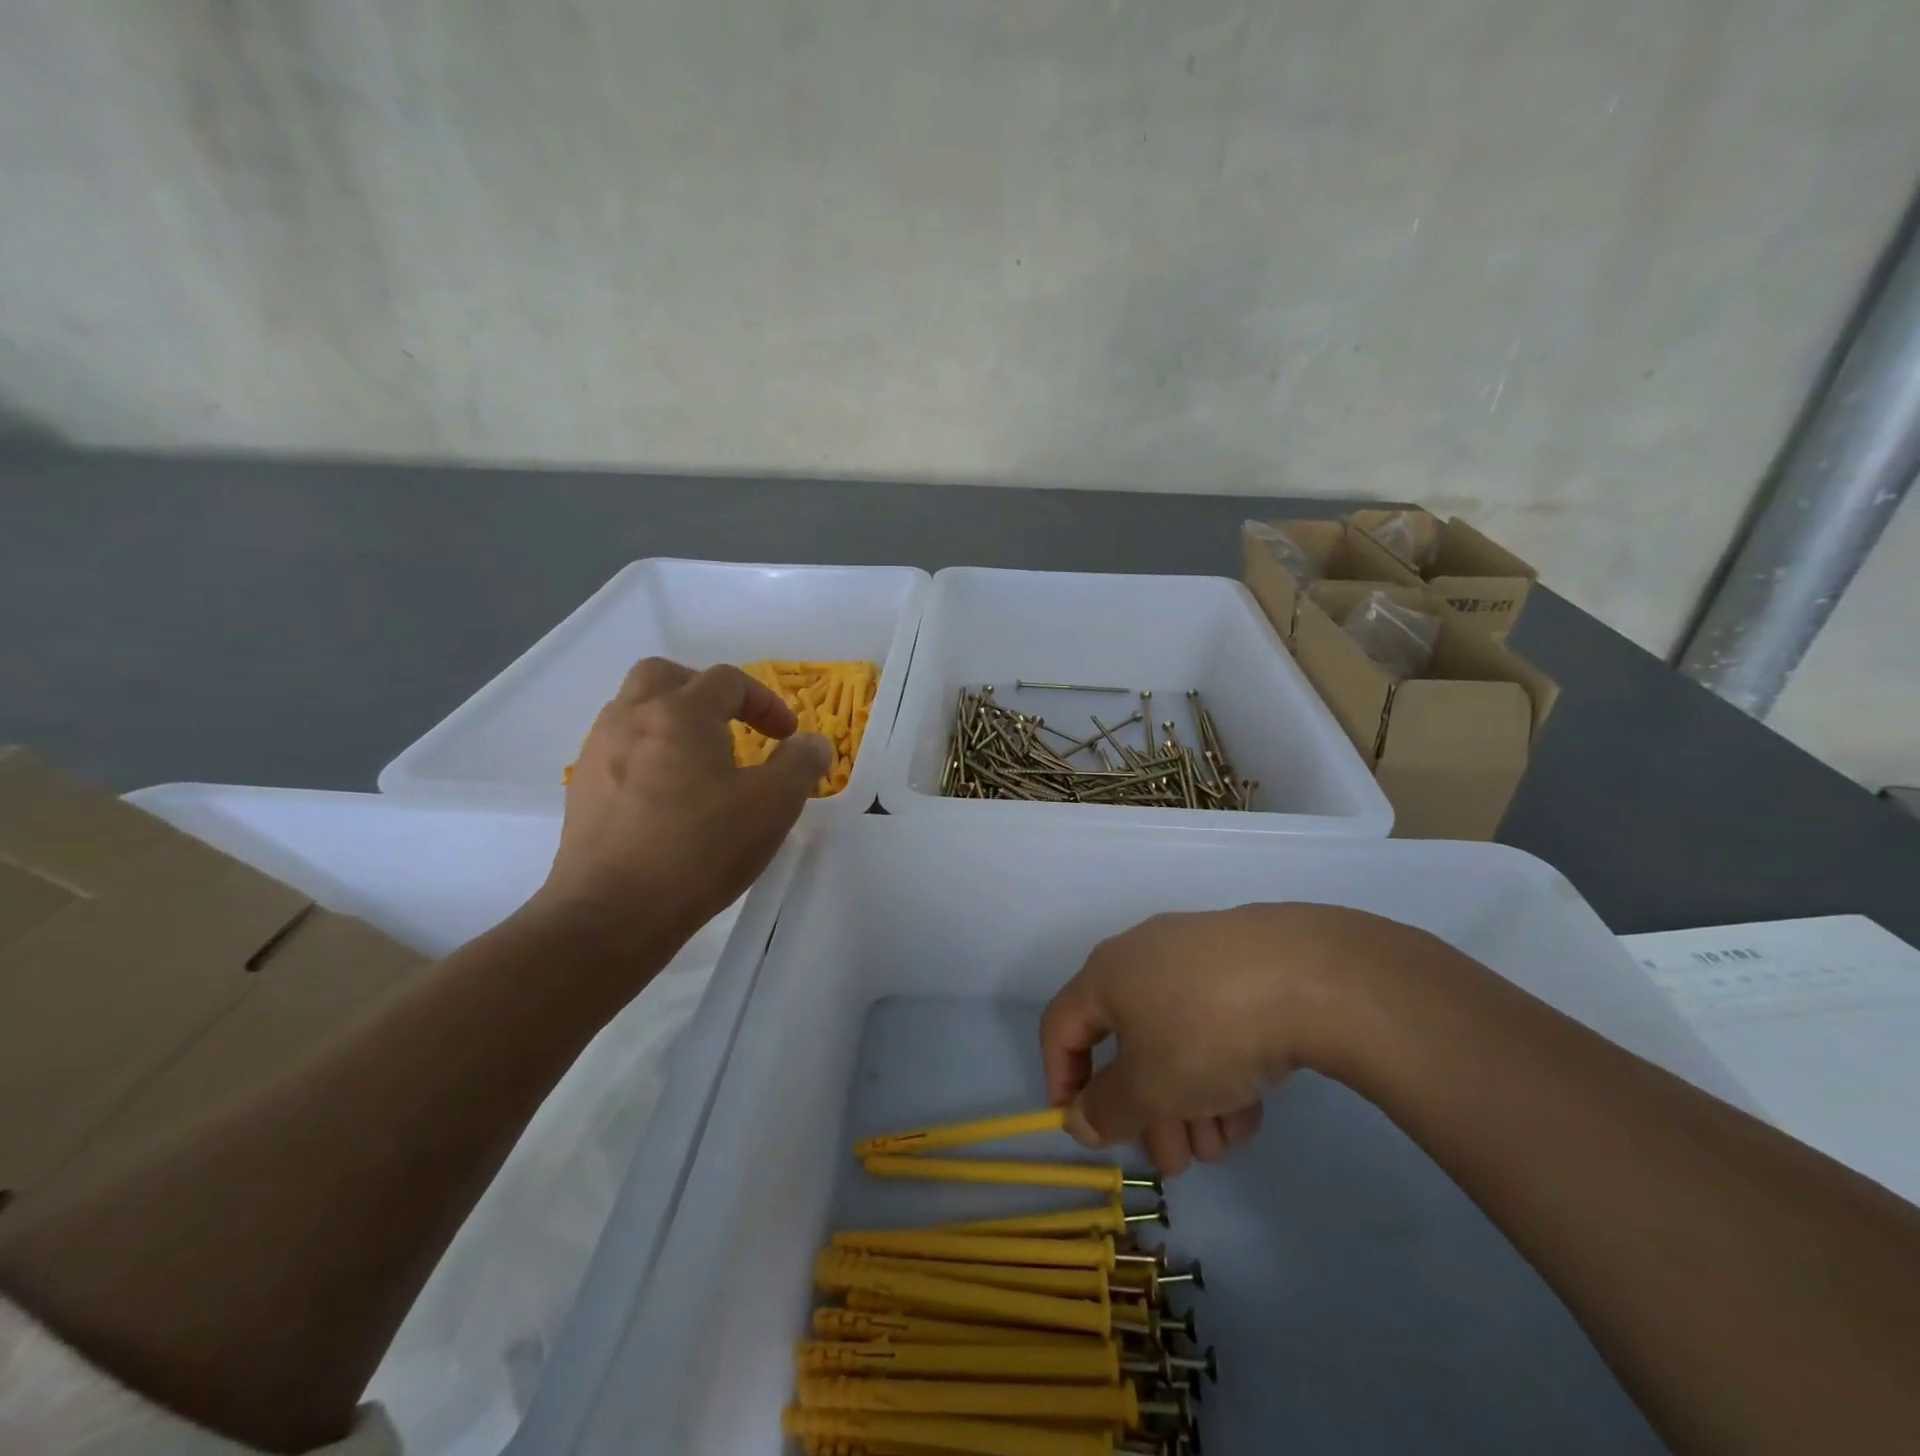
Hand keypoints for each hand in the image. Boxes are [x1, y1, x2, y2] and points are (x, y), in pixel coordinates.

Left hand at [533, 657, 831, 953]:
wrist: (612, 913)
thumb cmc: (700, 850)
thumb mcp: (772, 807)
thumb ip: (800, 765)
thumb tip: (812, 743)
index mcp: (680, 713)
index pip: (727, 680)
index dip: (765, 701)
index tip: (785, 736)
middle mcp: (632, 718)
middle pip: (666, 675)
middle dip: (705, 691)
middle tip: (730, 724)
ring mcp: (599, 751)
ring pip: (634, 707)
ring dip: (671, 718)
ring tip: (700, 758)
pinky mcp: (582, 788)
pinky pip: (618, 746)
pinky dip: (647, 749)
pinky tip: (667, 793)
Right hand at [1039, 903, 1442, 1174]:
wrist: (1312, 977)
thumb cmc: (1207, 1031)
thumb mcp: (1150, 1087)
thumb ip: (1107, 1110)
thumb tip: (1080, 1119)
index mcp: (1106, 974)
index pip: (1060, 1027)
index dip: (1061, 1080)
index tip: (1086, 1129)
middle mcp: (1143, 957)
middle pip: (1127, 1042)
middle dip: (1146, 1110)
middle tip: (1174, 1162)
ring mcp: (1197, 956)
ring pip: (1174, 1038)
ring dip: (1187, 1100)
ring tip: (1220, 1146)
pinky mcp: (1244, 964)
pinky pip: (1213, 1022)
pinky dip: (1220, 1069)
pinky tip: (1250, 1113)